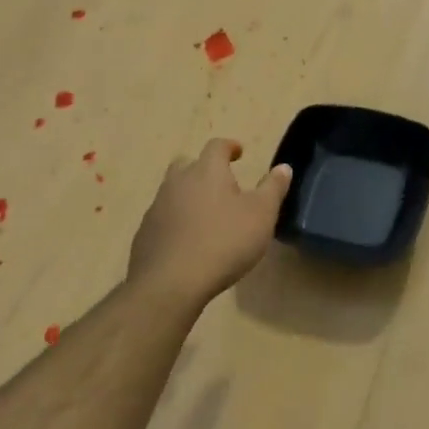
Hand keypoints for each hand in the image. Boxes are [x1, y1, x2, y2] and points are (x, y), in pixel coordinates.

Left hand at [129, 138, 291, 305]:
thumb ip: (273, 188)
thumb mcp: (262, 215)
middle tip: (219, 184)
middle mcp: (178, 182)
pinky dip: (176, 222)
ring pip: (173, 191)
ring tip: (206, 216)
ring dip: (188, 196)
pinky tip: (188, 241)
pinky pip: (163, 218)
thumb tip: (283, 167)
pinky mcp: (145, 233)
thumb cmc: (225, 241)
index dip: (229, 147)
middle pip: (187, 164)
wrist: (171, 282)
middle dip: (202, 169)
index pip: (217, 146)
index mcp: (207, 171)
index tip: (239, 153)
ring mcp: (157, 207)